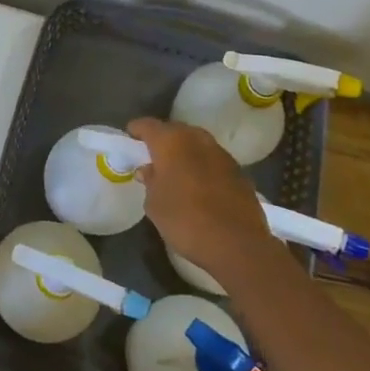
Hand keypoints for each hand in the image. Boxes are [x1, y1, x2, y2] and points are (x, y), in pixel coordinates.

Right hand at [126, 117, 274, 276]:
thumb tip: (148, 170)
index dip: (137, 130)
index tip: (130, 137)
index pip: (148, 125)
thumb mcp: (154, 205)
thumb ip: (149, 181)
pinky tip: (199, 184)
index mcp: (171, 142)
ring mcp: (222, 154)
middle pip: (175, 130)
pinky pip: (213, 160)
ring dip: (185, 151)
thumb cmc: (186, 220)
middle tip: (152, 154)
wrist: (237, 244)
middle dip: (163, 139)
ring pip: (197, 143)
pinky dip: (203, 166)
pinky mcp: (239, 172)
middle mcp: (197, 140)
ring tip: (176, 169)